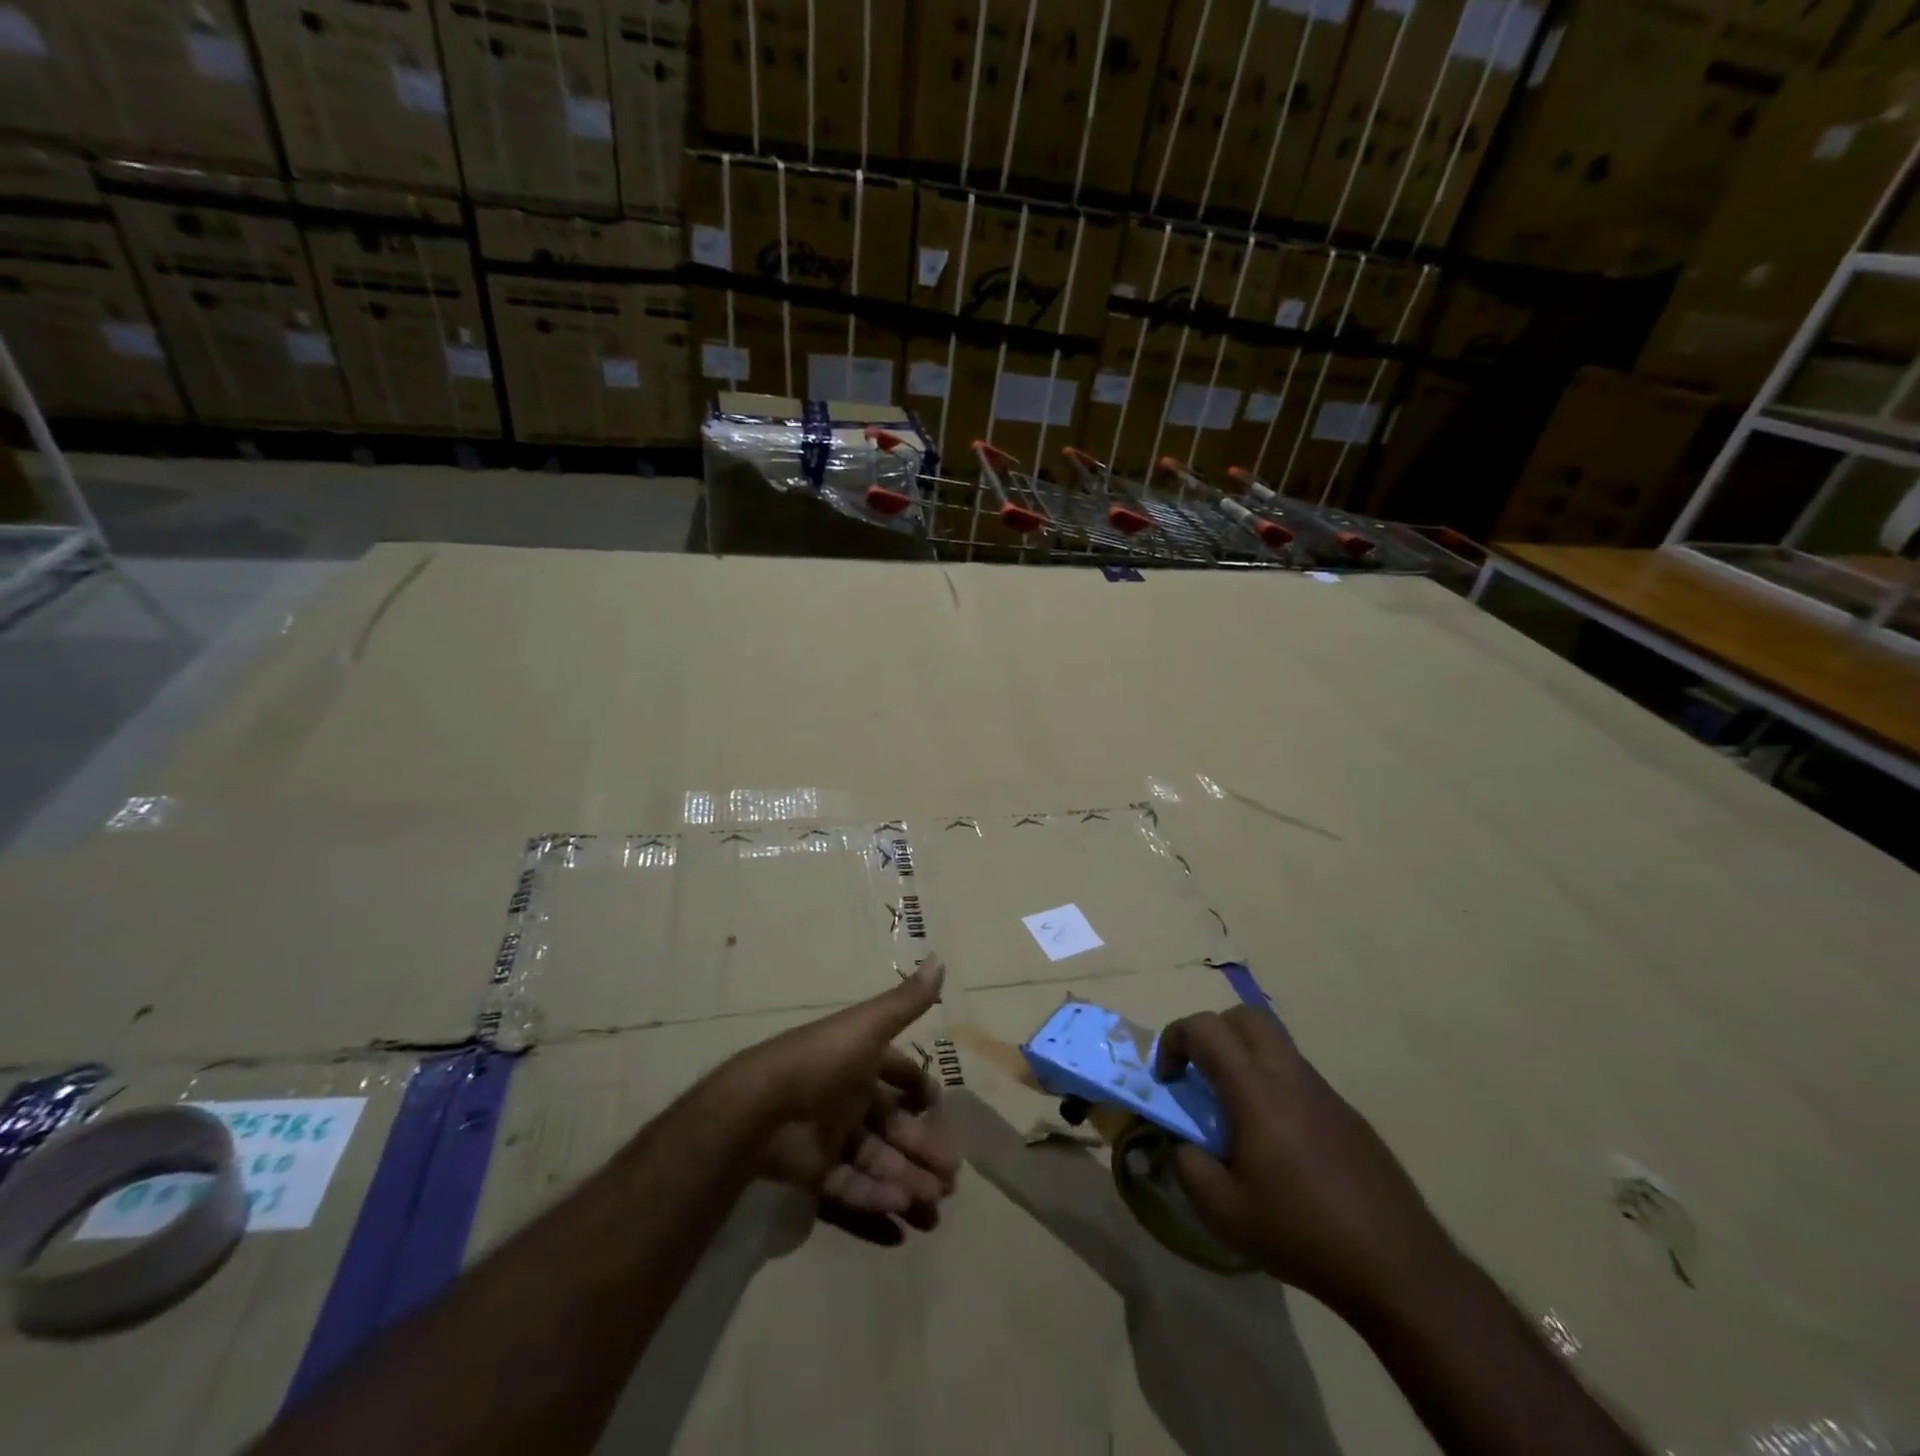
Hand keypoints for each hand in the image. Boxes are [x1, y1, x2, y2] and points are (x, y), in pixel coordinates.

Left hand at [720, 960, 959, 1243]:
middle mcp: (848, 1097)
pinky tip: (901, 1214)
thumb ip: (906, 1002)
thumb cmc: (822, 1061)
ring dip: (907, 1180)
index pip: (898, 1075)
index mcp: (860, 1062)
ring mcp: (831, 1137)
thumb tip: (940, 958)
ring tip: (936, 1203)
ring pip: (878, 1161)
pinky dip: (876, 1201)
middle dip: (924, 1149)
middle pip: (894, 1126)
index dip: (921, 1091)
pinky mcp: (815, 1173)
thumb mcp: (868, 1026)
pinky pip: (851, 1188)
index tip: (943, 1110)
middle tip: (952, 1177)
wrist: (761, 1108)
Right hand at [1154, 1005, 1453, 1314]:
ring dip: (1244, 1057)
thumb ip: (1188, 1166)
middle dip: (1212, 1033)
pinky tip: (1279, 1143)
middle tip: (1200, 1075)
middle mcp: (1289, 1075)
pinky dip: (1273, 1084)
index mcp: (1256, 1090)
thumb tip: (1182, 1142)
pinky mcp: (1347, 1112)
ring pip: (1274, 1042)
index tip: (1168, 1081)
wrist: (1398, 1267)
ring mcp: (1324, 1091)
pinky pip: (1298, 1075)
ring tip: (1236, 1113)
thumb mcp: (1224, 1213)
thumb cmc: (1302, 1234)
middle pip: (1245, 1016)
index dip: (1174, 1041)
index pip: (1205, 1028)